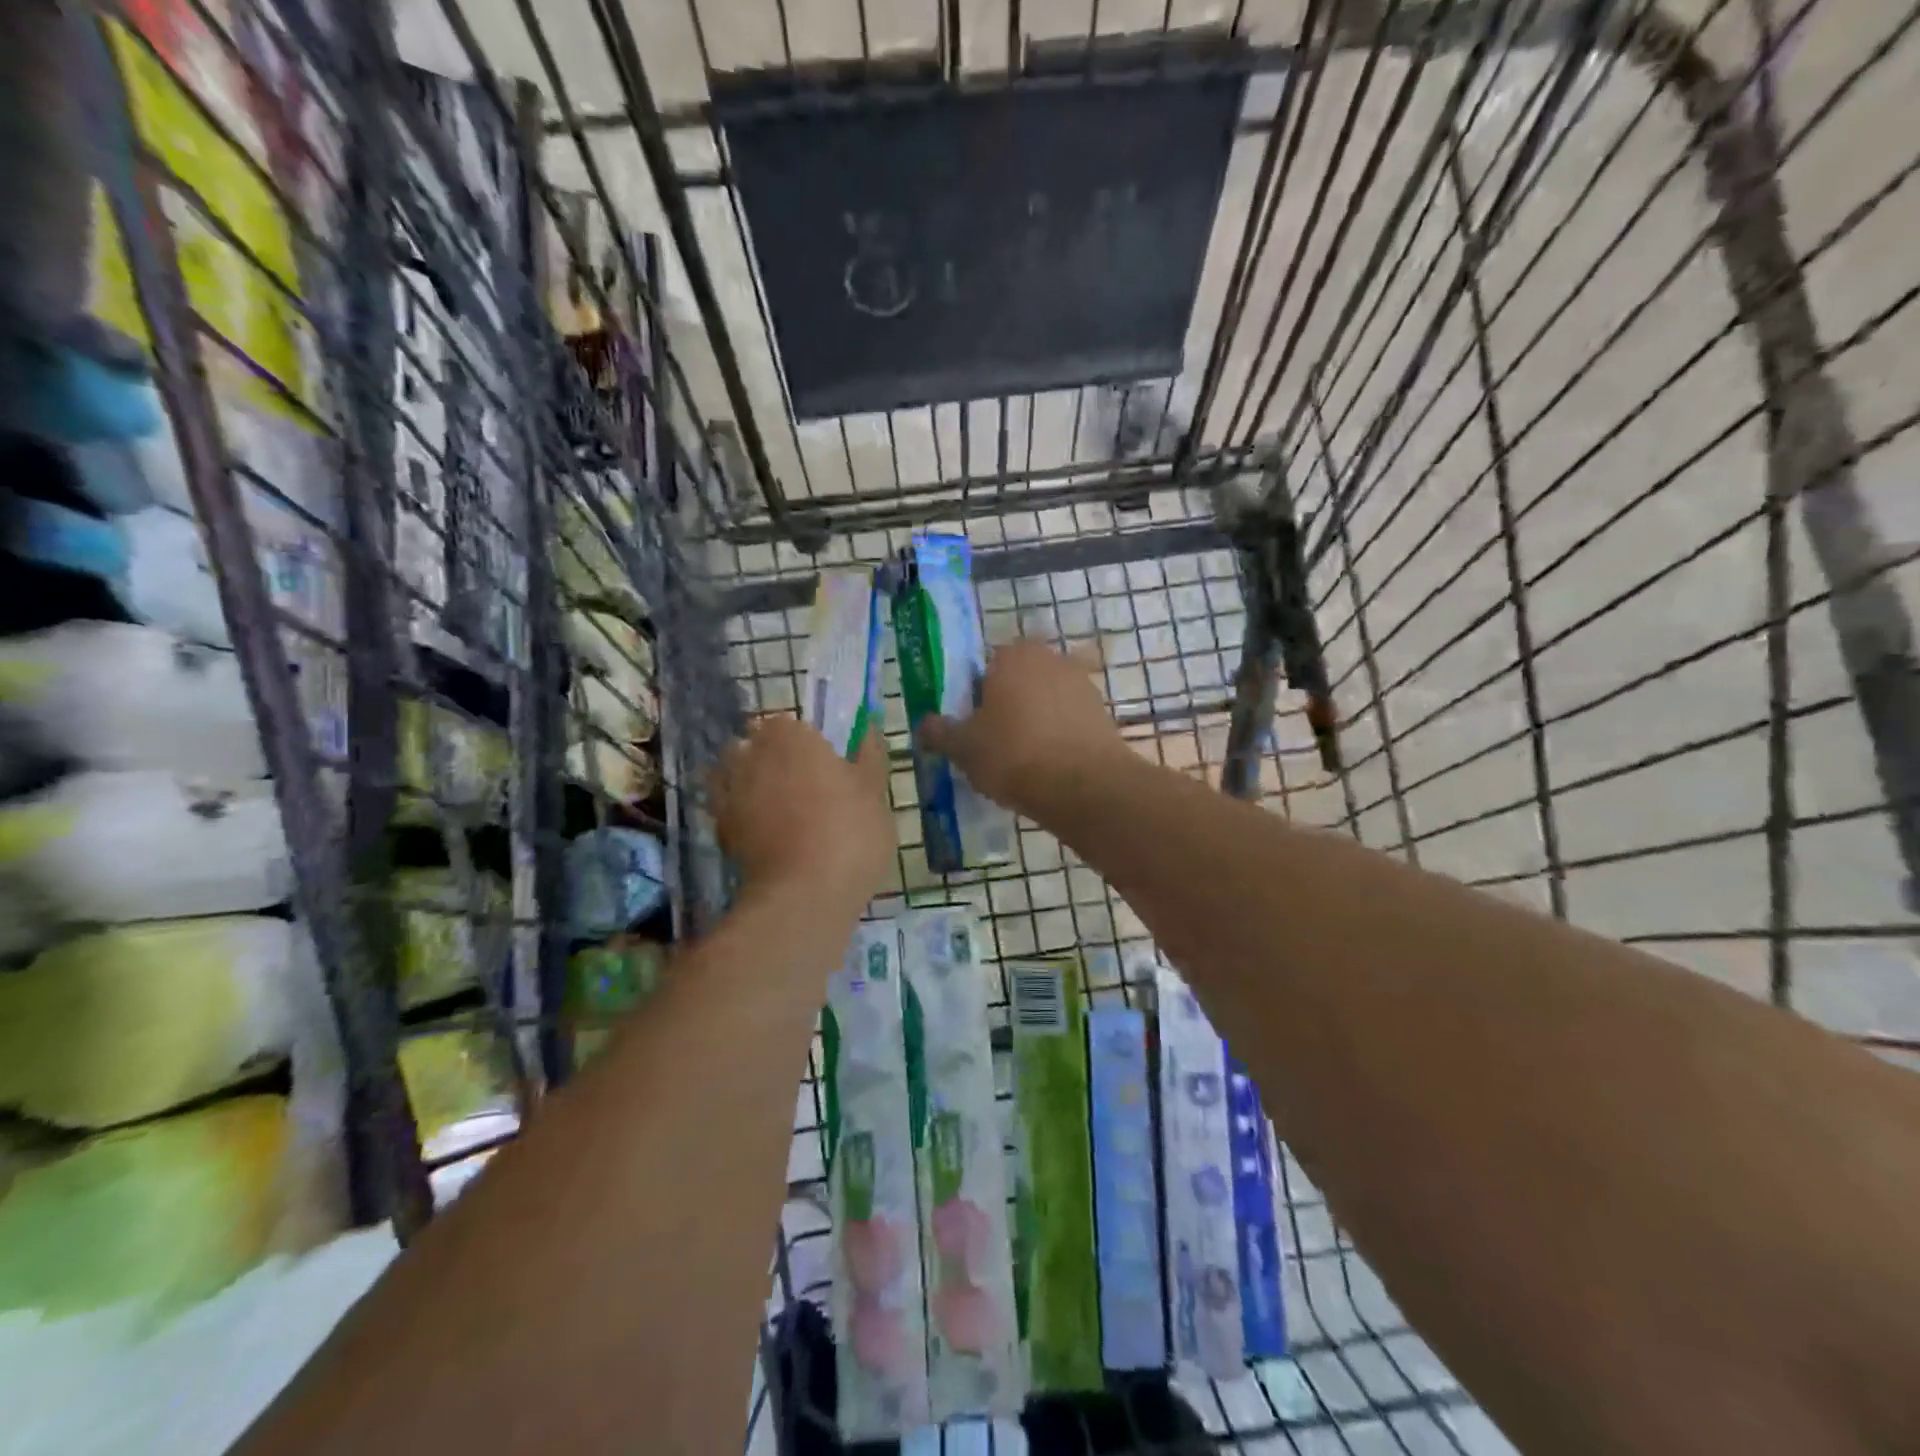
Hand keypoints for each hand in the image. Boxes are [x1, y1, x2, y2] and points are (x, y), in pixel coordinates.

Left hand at [710, 716, 894, 907]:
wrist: (805, 893)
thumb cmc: (849, 831)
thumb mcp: (874, 790)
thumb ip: (869, 754)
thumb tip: (868, 727)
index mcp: (790, 735)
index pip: (789, 724)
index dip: (804, 741)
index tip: (823, 763)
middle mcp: (752, 754)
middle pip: (757, 746)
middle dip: (774, 759)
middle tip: (806, 785)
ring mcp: (731, 791)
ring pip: (736, 774)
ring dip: (751, 782)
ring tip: (781, 807)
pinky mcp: (720, 828)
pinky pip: (728, 809)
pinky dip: (741, 813)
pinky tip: (765, 831)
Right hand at [918, 639, 1129, 816]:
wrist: (1083, 786)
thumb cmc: (1013, 755)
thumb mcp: (963, 747)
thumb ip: (940, 732)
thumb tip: (925, 724)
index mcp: (1013, 655)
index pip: (984, 667)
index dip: (974, 697)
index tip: (970, 727)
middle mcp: (1051, 659)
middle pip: (1018, 682)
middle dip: (1006, 707)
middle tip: (993, 744)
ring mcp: (1082, 685)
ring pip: (1045, 701)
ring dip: (1034, 722)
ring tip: (1022, 761)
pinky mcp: (1103, 714)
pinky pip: (1068, 722)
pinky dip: (1058, 737)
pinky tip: (1049, 767)